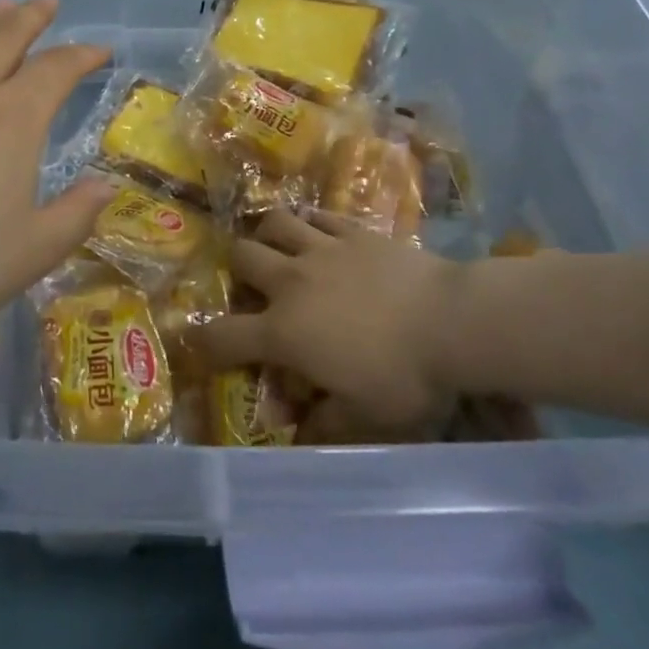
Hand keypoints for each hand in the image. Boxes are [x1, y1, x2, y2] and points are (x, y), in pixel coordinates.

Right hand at [191, 210, 470, 442]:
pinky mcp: (353, 231)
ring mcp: (322, 249)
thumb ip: (323, 424)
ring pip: (275, 224)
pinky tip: (319, 233)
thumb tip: (297, 433)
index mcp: (284, 331)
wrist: (451, 321)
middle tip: (253, 288)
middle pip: (242, 257)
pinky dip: (311, 223)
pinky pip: (319, 216)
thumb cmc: (404, 376)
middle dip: (237, 272)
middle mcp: (291, 282)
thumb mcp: (364, 418)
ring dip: (268, 235)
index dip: (202, 344)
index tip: (197, 347)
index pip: (223, 336)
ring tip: (278, 249)